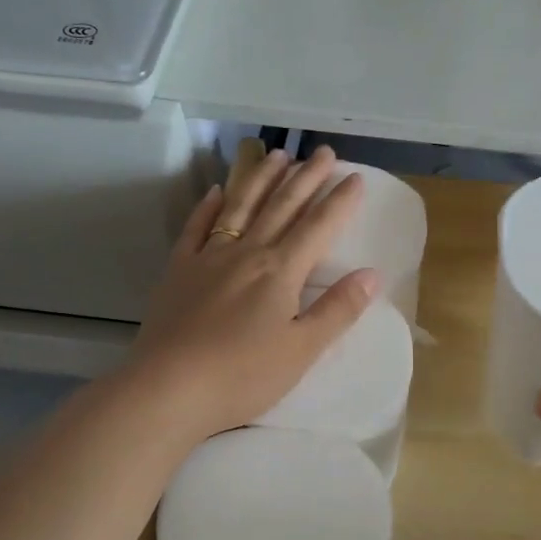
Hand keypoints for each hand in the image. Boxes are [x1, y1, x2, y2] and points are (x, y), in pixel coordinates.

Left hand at [123, 145, 379, 444]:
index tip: (355, 176)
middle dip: (306, 177)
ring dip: (261, 179)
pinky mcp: (179, 271)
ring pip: (240, 207)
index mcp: (281, 271)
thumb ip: (337, 309)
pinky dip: (208, 207)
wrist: (167, 388)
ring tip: (277, 155)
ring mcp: (208, 258)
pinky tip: (215, 191)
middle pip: (281, 206)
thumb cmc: (242, 375)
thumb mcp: (302, 350)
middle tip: (323, 151)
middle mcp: (247, 253)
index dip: (340, 201)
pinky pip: (196, 229)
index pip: (318, 226)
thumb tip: (372, 274)